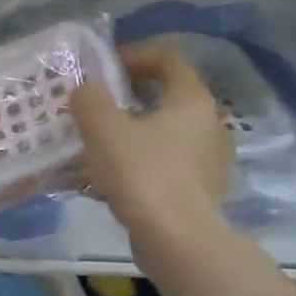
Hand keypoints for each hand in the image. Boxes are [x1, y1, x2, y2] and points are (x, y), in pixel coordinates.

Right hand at [72, 39, 232, 250]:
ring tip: (95, 144)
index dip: (135, 54)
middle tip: (94, 104)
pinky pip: (162, 165)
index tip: (104, 66)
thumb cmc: (142, 173)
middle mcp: (208, 125)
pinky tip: (107, 179)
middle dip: (128, 97)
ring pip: (163, 134)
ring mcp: (207, 160)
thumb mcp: (103, 128)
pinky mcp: (198, 191)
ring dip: (130, 132)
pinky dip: (136, 163)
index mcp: (191, 100)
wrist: (177, 240)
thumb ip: (89, 100)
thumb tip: (87, 90)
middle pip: (167, 96)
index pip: (168, 59)